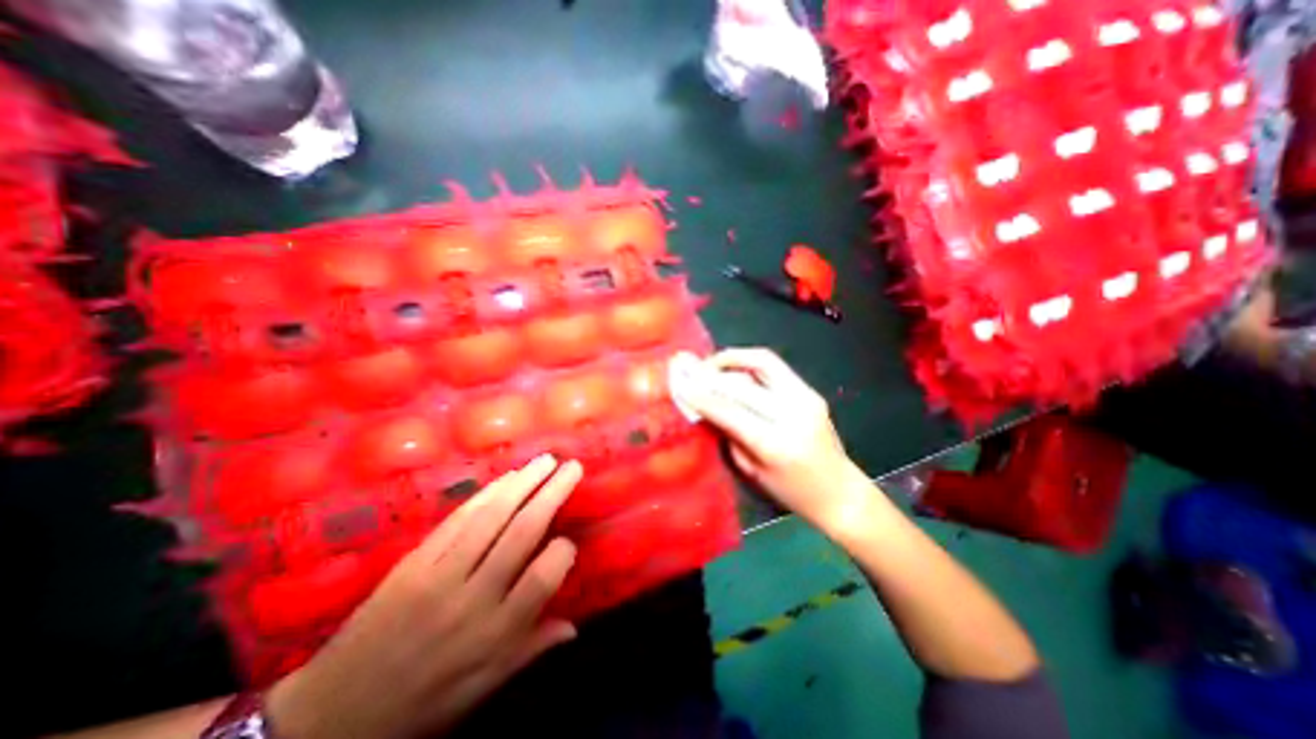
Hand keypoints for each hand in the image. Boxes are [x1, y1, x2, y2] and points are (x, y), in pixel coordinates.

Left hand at [266, 456, 579, 738]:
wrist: (331, 716)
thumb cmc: (422, 703)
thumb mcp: (483, 689)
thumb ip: (531, 649)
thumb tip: (575, 627)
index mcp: (494, 635)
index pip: (542, 580)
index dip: (563, 552)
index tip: (570, 540)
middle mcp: (472, 598)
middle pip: (521, 533)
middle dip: (552, 493)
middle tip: (572, 466)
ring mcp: (439, 575)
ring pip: (491, 516)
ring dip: (522, 482)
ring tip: (545, 461)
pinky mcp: (414, 562)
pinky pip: (458, 519)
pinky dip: (486, 493)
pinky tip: (505, 478)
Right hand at [672, 348, 870, 526]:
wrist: (839, 491)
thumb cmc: (790, 492)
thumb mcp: (751, 470)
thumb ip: (728, 434)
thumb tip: (706, 406)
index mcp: (775, 443)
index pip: (730, 410)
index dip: (702, 396)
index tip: (682, 385)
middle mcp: (793, 414)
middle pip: (743, 382)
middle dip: (712, 374)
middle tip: (692, 371)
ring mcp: (806, 397)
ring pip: (763, 361)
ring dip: (732, 358)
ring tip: (712, 365)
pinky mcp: (811, 391)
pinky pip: (773, 367)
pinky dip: (748, 364)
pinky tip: (734, 371)